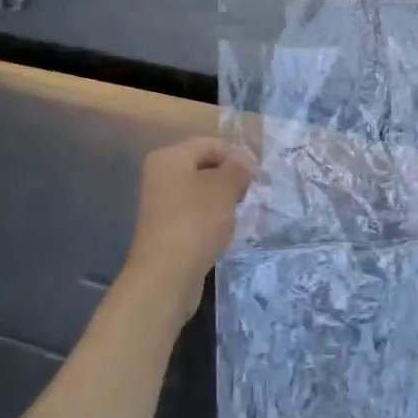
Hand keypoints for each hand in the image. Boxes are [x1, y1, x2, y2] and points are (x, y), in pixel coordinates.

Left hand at [121, 136, 255, 315]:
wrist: (166, 274)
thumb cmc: (196, 221)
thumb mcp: (224, 188)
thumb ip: (237, 169)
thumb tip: (243, 163)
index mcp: (169, 157)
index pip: (210, 144)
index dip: (236, 155)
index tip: (256, 175)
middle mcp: (160, 175)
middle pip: (203, 166)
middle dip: (229, 177)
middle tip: (249, 193)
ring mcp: (161, 203)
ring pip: (200, 191)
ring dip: (222, 199)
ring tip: (237, 213)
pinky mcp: (166, 228)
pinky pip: (194, 213)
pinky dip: (211, 217)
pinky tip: (223, 231)